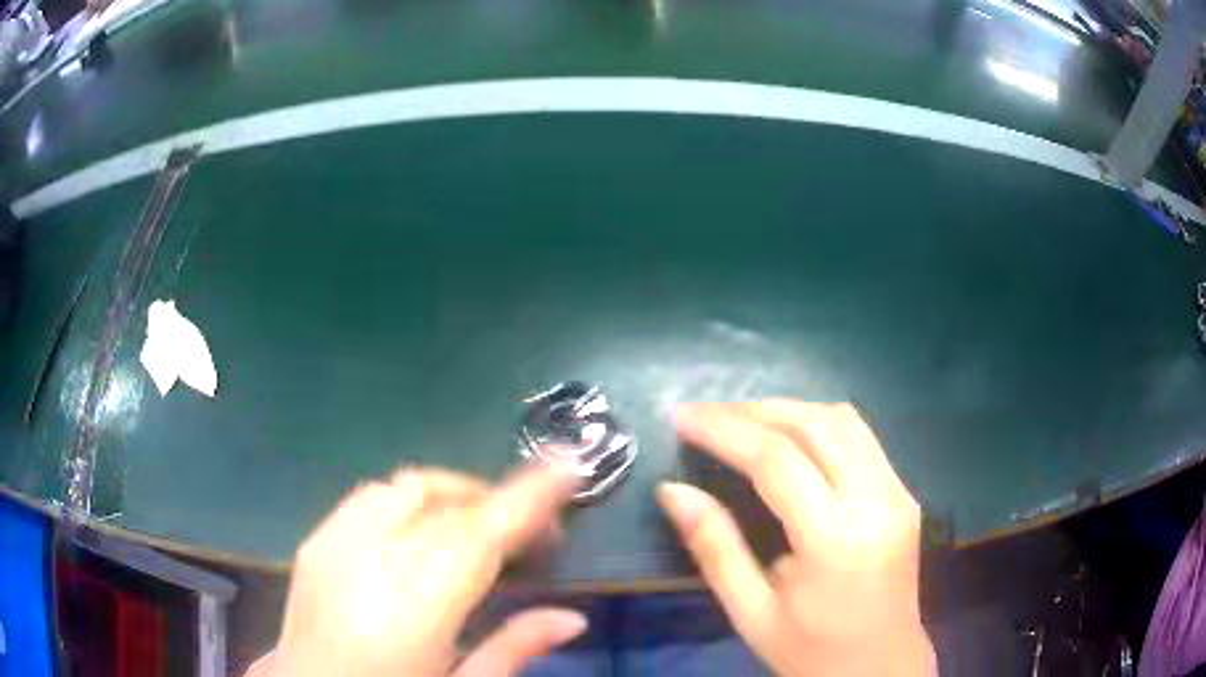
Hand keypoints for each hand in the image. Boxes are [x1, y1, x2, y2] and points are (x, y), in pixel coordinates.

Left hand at [267, 464, 586, 676]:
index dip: (527, 496)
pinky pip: (371, 498)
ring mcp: (332, 544)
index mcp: (413, 609)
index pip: (479, 535)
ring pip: (406, 487)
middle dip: (498, 500)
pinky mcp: (313, 541)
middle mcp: (369, 562)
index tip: (569, 464)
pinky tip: (420, 535)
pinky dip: (410, 502)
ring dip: (453, 496)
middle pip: (446, 504)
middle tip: (533, 535)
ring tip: (478, 530)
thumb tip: (573, 617)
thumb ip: (514, 648)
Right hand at [658, 400, 935, 676]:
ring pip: (842, 420)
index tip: (681, 417)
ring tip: (739, 422)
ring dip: (787, 411)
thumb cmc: (811, 651)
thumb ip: (714, 548)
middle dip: (753, 410)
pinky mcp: (905, 493)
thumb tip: (671, 489)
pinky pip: (860, 437)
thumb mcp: (751, 613)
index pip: (777, 460)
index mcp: (836, 541)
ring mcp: (899, 492)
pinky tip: (786, 438)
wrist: (882, 666)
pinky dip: (816, 425)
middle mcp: (877, 502)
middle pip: (815, 424)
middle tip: (705, 416)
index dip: (724, 430)